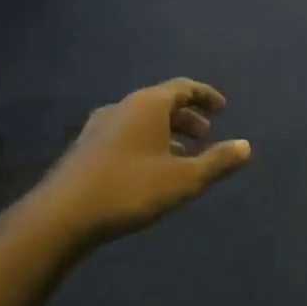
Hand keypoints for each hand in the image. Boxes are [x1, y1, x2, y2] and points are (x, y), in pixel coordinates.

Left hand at [23, 80, 250, 247]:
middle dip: (187, 117)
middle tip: (206, 134)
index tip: (223, 108)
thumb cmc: (130, 189)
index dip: (206, 96)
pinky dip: (145, 143)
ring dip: (166, 132)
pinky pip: (124, 135)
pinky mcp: (83, 149)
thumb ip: (217, 161)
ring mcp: (98, 127)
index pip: (183, 88)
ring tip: (182, 156)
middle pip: (161, 102)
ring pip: (141, 120)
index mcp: (147, 105)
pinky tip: (149, 170)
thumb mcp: (185, 179)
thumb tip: (246, 146)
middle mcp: (122, 107)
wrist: (60, 217)